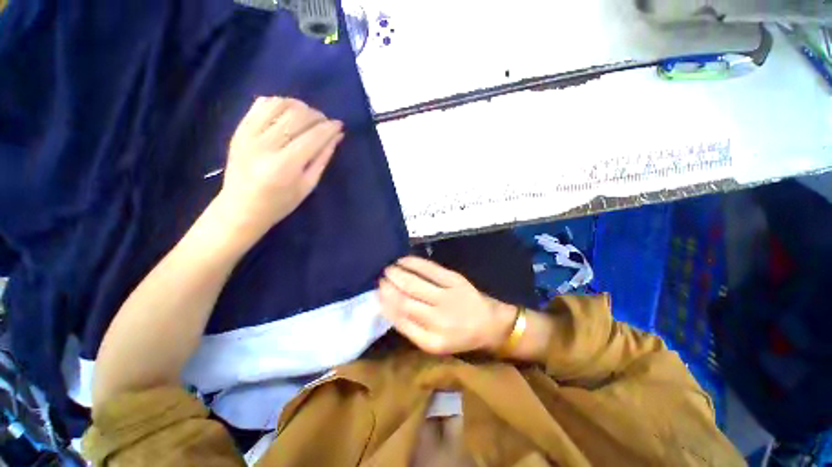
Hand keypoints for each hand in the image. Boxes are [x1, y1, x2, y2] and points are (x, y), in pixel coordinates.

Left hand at [215, 97, 343, 242]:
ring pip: (279, 105)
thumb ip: (322, 158)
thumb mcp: (308, 185)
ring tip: (308, 116)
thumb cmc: (280, 203)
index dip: (329, 128)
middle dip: (317, 116)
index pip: (313, 137)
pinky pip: (260, 105)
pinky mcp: (239, 130)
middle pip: (296, 117)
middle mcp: (265, 146)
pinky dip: (278, 102)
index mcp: (284, 166)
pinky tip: (288, 112)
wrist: (240, 208)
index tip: (340, 125)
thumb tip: (337, 136)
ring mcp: (248, 135)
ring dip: (299, 106)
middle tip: (325, 122)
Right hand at [378, 256, 516, 354]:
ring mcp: (448, 298)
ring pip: (414, 283)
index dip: (386, 304)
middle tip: (381, 278)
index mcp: (431, 341)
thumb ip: (411, 327)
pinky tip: (403, 260)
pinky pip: (430, 269)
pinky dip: (414, 263)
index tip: (377, 293)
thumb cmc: (458, 335)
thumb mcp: (434, 341)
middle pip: (405, 300)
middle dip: (388, 287)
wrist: (490, 324)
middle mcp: (438, 321)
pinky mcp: (456, 281)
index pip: (400, 320)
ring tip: (388, 269)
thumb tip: (388, 305)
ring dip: (398, 274)